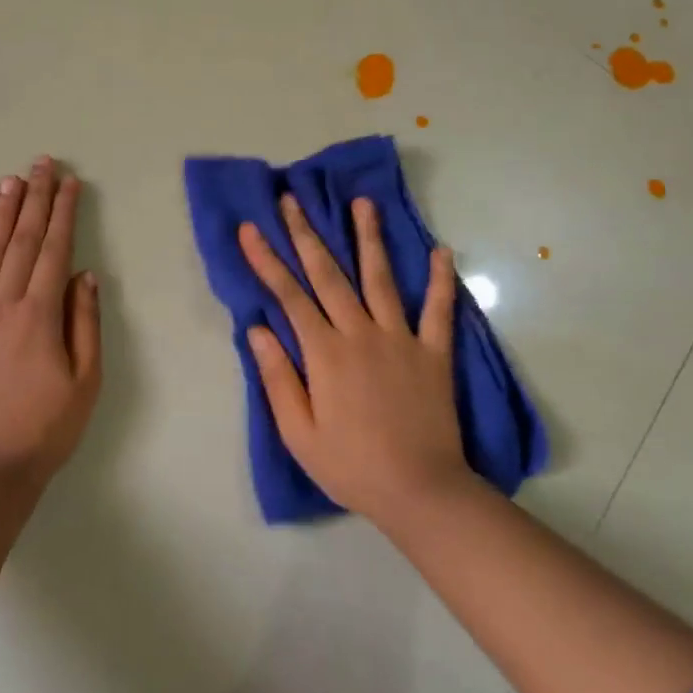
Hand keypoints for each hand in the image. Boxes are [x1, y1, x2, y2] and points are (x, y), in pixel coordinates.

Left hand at [0, 157, 102, 483]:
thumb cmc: (44, 430)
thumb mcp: (85, 383)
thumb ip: (84, 324)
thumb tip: (84, 275)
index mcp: (39, 316)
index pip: (54, 251)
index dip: (63, 213)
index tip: (69, 182)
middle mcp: (1, 307)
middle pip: (21, 243)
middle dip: (33, 200)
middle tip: (40, 164)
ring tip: (8, 183)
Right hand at [239, 194, 473, 523]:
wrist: (421, 492)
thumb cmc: (351, 466)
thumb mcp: (299, 433)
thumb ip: (278, 378)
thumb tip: (257, 330)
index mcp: (325, 353)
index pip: (289, 295)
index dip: (266, 259)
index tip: (251, 228)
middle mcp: (361, 334)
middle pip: (329, 274)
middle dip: (307, 234)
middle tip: (293, 199)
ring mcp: (401, 339)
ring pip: (381, 278)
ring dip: (369, 238)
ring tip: (362, 203)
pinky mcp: (434, 353)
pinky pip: (439, 310)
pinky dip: (440, 280)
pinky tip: (441, 251)